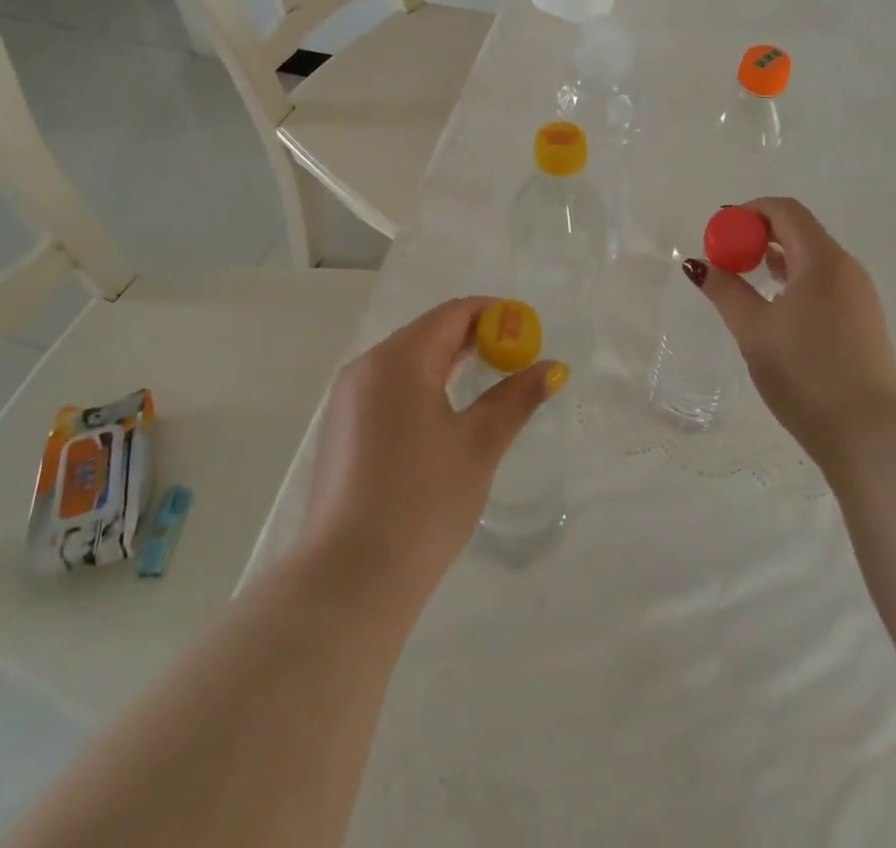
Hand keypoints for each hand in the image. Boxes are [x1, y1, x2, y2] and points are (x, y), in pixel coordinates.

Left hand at [298, 297, 565, 603]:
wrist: (349, 580)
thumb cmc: (423, 503)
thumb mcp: (479, 446)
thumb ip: (516, 398)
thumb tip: (554, 368)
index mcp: (399, 359)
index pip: (452, 313)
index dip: (494, 315)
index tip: (527, 331)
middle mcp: (366, 366)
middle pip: (428, 332)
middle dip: (473, 337)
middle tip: (515, 356)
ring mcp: (347, 398)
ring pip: (406, 360)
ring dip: (448, 361)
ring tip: (488, 379)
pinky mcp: (341, 427)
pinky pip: (388, 386)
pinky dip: (422, 384)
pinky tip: (444, 412)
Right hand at [689, 198, 895, 472]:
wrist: (871, 436)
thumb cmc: (806, 374)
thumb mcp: (754, 330)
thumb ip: (725, 291)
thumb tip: (698, 264)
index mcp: (822, 260)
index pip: (785, 211)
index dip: (748, 213)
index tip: (719, 235)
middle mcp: (846, 268)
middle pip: (799, 230)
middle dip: (758, 235)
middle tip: (726, 258)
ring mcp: (859, 295)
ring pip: (812, 258)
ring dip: (775, 259)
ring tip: (744, 281)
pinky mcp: (863, 320)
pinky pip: (823, 282)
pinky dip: (794, 280)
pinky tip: (775, 308)